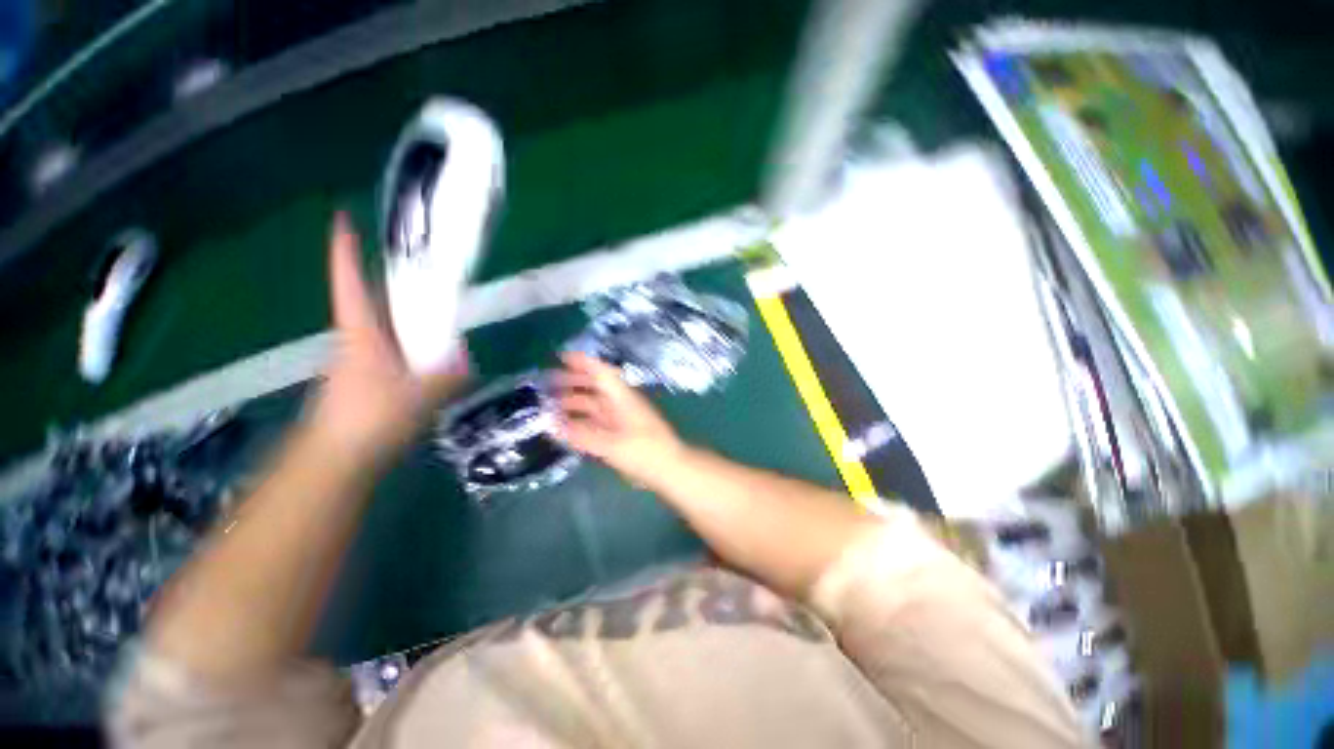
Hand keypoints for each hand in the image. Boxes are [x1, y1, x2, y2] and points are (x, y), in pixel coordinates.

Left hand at [310, 212, 468, 462]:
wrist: (337, 460)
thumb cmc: (371, 418)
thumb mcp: (422, 394)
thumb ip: (450, 374)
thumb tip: (467, 360)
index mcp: (361, 334)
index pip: (349, 284)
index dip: (344, 251)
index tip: (342, 219)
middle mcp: (355, 342)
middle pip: (373, 305)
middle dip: (394, 289)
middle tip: (426, 280)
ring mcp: (358, 364)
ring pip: (386, 334)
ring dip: (409, 326)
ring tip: (442, 327)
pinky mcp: (366, 384)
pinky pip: (394, 357)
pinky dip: (413, 354)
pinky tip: (435, 369)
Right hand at [556, 352, 684, 488]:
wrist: (671, 469)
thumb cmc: (645, 452)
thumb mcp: (612, 445)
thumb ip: (581, 435)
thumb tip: (552, 425)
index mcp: (622, 398)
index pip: (601, 372)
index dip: (582, 362)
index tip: (560, 357)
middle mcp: (621, 404)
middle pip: (596, 387)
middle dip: (573, 382)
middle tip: (547, 384)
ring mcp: (622, 419)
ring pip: (595, 404)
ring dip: (575, 402)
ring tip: (551, 405)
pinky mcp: (621, 433)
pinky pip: (597, 421)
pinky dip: (582, 421)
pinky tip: (568, 428)